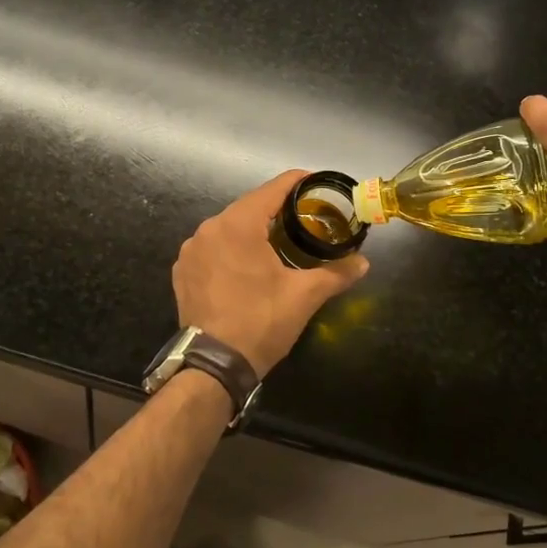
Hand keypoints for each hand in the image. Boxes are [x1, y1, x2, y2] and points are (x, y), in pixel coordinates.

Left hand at [172, 171, 370, 376]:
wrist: (213, 365)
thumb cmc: (261, 322)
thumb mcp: (304, 296)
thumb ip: (336, 273)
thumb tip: (363, 263)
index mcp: (238, 225)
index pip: (272, 189)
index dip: (296, 182)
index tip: (315, 182)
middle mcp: (209, 229)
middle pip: (249, 207)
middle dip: (275, 209)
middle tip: (303, 216)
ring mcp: (191, 250)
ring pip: (228, 228)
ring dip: (251, 230)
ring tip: (277, 240)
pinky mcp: (182, 271)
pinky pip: (211, 248)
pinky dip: (230, 249)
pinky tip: (246, 265)